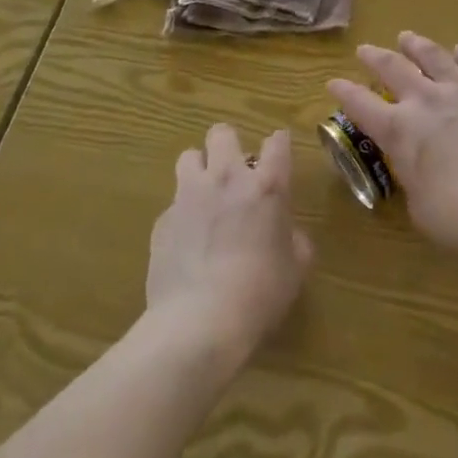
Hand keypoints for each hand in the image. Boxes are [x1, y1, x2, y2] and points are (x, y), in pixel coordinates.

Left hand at [146, 125, 312, 365]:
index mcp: (267, 186)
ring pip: (188, 156)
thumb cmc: (259, 294)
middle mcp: (227, 178)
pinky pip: (172, 204)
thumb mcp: (295, 270)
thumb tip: (288, 235)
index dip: (278, 145)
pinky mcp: (162, 221)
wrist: (198, 324)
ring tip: (204, 196)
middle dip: (228, 145)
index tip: (278, 155)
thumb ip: (295, 242)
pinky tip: (185, 243)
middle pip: (222, 133)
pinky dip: (181, 215)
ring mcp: (189, 196)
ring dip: (199, 170)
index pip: (277, 142)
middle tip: (234, 172)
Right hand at [328, 32, 457, 252]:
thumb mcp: (417, 204)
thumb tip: (416, 166)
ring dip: (416, 45)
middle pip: (393, 68)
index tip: (333, 82)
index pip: (360, 105)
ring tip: (407, 37)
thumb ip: (411, 175)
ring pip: (433, 56)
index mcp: (398, 130)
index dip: (344, 92)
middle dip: (375, 57)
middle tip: (365, 49)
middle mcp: (425, 101)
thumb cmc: (457, 217)